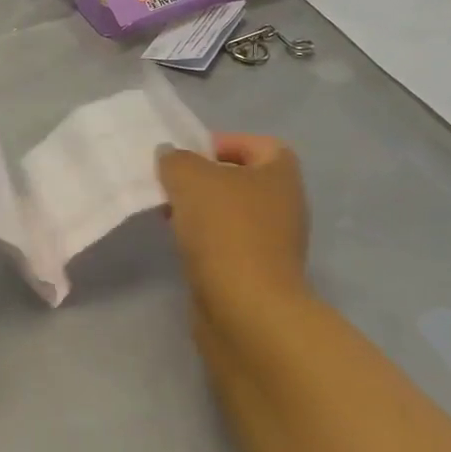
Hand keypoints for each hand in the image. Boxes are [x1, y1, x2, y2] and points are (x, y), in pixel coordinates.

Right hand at [156, 134, 311, 321]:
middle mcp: (284, 204)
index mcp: (281, 173)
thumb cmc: (225, 230)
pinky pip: (226, 244)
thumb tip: (169, 156)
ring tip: (166, 213)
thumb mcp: (189, 178)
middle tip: (169, 183)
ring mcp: (273, 242)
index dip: (223, 142)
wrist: (246, 309)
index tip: (187, 155)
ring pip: (230, 213)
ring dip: (200, 211)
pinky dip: (203, 240)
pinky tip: (179, 244)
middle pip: (240, 179)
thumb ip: (175, 159)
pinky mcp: (256, 273)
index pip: (257, 144)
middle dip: (203, 178)